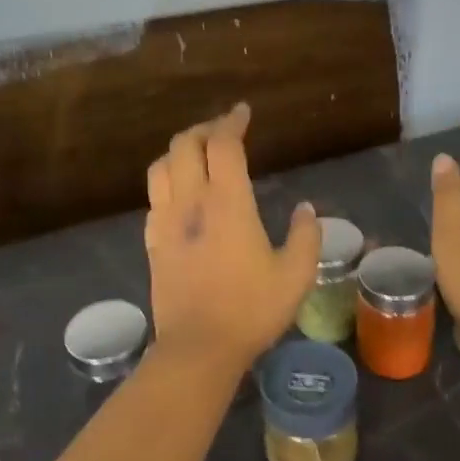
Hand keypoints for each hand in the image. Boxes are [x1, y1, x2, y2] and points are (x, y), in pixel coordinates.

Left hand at [144, 103, 320, 372]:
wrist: (198, 348)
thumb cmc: (251, 309)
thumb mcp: (296, 275)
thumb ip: (306, 236)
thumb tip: (305, 209)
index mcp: (227, 203)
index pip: (222, 144)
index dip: (232, 122)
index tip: (243, 112)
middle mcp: (191, 202)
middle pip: (185, 146)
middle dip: (204, 130)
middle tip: (223, 132)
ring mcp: (166, 222)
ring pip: (161, 167)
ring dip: (179, 152)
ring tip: (197, 156)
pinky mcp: (153, 243)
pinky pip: (154, 198)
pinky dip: (167, 182)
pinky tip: (180, 194)